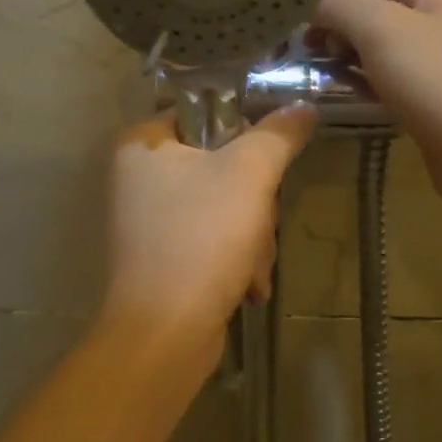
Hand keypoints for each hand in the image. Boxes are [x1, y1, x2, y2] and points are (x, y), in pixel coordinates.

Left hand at [101, 105, 317, 354]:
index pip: (204, 114)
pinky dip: (235, 261)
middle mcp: (138, 178)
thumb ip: (278, 134)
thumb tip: (303, 107)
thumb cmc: (201, 238)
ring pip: (224, 207)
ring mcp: (149, 222)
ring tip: (252, 266)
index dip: (243, 133)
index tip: (266, 161)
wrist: (165, 334)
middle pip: (220, 166)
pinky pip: (211, 241)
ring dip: (252, 237)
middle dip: (254, 203)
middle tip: (258, 223)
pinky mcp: (163, 259)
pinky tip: (247, 285)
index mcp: (141, 144)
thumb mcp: (249, 174)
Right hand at [315, 0, 441, 222]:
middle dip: (339, 33)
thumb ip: (340, 3)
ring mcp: (440, 59)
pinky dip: (369, 88)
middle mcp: (439, 16)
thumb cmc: (435, 81)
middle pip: (371, 12)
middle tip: (320, 64)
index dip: (336, 2)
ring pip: (378, 49)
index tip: (317, 39)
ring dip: (350, 63)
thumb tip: (316, 4)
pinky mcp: (435, 96)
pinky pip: (391, 80)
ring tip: (333, 86)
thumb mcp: (380, 28)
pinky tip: (357, 104)